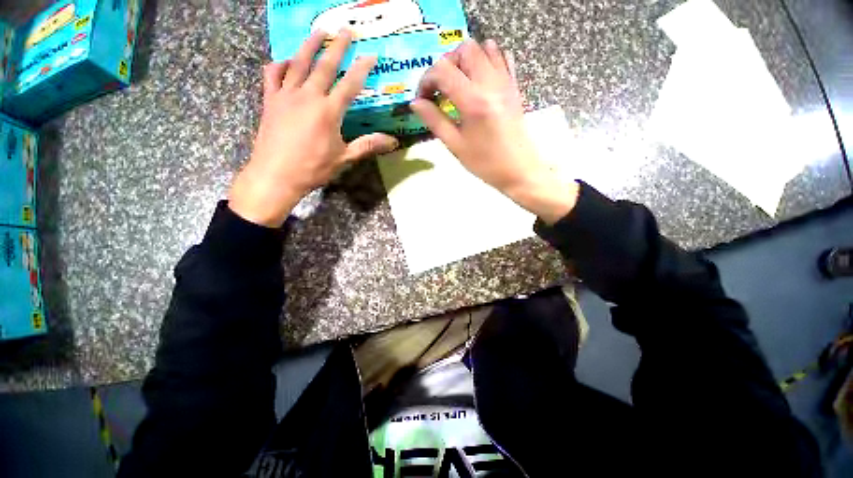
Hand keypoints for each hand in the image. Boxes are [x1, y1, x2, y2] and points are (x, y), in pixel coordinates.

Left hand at [229, 30, 398, 227]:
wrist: (276, 174)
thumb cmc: (313, 168)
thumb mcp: (344, 158)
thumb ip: (367, 145)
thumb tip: (393, 141)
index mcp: (328, 111)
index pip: (349, 84)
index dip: (361, 68)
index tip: (371, 55)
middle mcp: (308, 96)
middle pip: (325, 65)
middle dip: (338, 46)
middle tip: (346, 29)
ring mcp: (286, 95)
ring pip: (298, 63)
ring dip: (309, 45)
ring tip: (318, 31)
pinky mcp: (270, 100)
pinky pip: (273, 74)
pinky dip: (280, 64)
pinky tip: (286, 61)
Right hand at [411, 40, 578, 224]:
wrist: (519, 171)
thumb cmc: (485, 163)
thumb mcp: (455, 146)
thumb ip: (434, 120)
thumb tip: (415, 103)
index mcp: (473, 101)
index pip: (443, 70)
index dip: (426, 80)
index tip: (423, 98)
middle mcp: (491, 84)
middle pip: (464, 49)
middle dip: (446, 64)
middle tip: (440, 88)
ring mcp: (506, 82)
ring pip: (485, 48)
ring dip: (465, 59)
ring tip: (458, 83)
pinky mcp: (514, 87)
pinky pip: (503, 57)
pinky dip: (487, 59)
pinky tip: (479, 79)